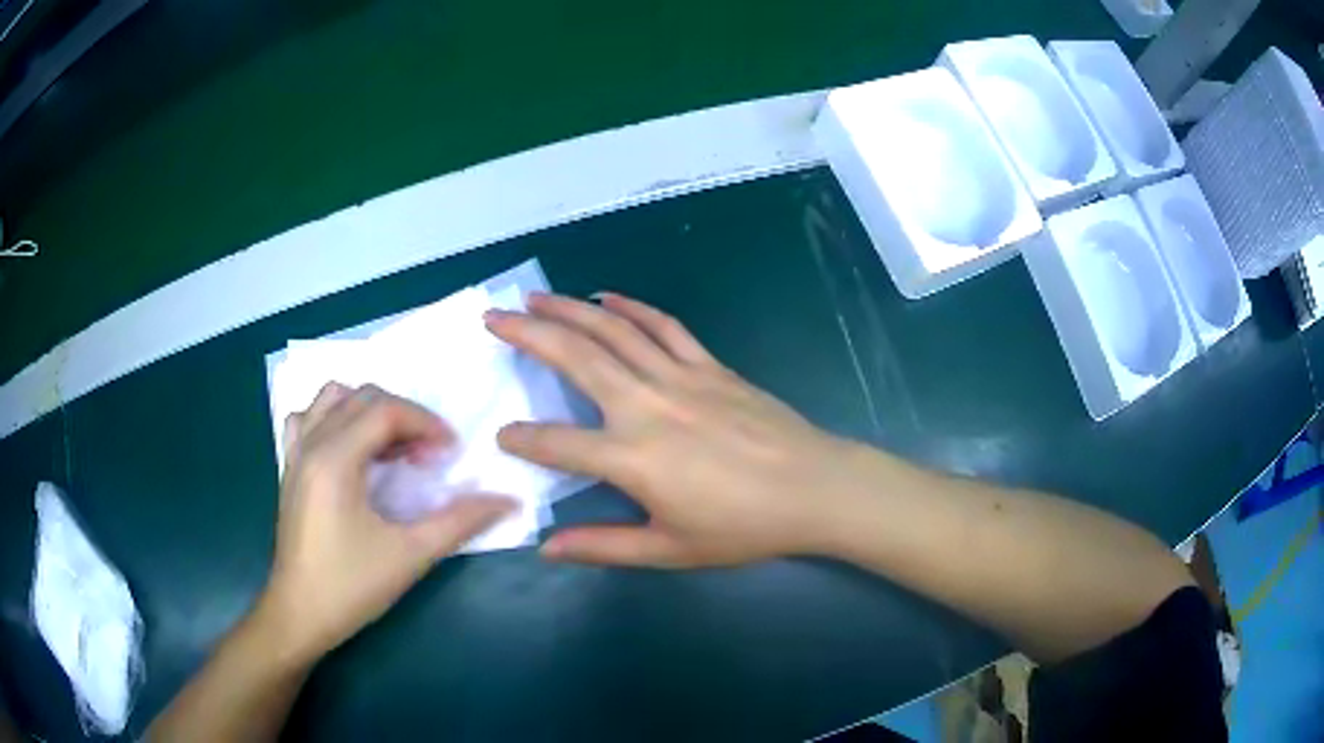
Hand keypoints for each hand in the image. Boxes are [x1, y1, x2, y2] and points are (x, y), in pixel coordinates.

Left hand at [258, 384, 514, 662]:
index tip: (451, 453)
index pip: (386, 410)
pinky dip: (333, 419)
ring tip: (391, 449)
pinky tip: (350, 450)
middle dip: (404, 417)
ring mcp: (295, 454)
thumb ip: (459, 522)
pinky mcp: (289, 470)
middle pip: (362, 397)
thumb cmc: (351, 586)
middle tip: (428, 457)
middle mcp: (311, 444)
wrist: (299, 615)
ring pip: (332, 399)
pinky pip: (308, 419)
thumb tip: (507, 501)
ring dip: (369, 411)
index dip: (426, 422)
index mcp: (335, 458)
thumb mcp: (410, 555)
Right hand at [485, 293, 868, 567]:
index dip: (523, 439)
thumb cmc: (742, 527)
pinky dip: (632, 308)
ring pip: (613, 331)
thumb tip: (546, 548)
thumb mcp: (669, 549)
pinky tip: (607, 297)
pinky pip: (663, 327)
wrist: (813, 488)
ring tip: (534, 296)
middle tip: (493, 317)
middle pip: (575, 358)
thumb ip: (603, 546)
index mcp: (631, 458)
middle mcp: (646, 406)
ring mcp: (680, 377)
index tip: (502, 435)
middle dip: (527, 334)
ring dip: (569, 309)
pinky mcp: (709, 365)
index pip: (556, 443)